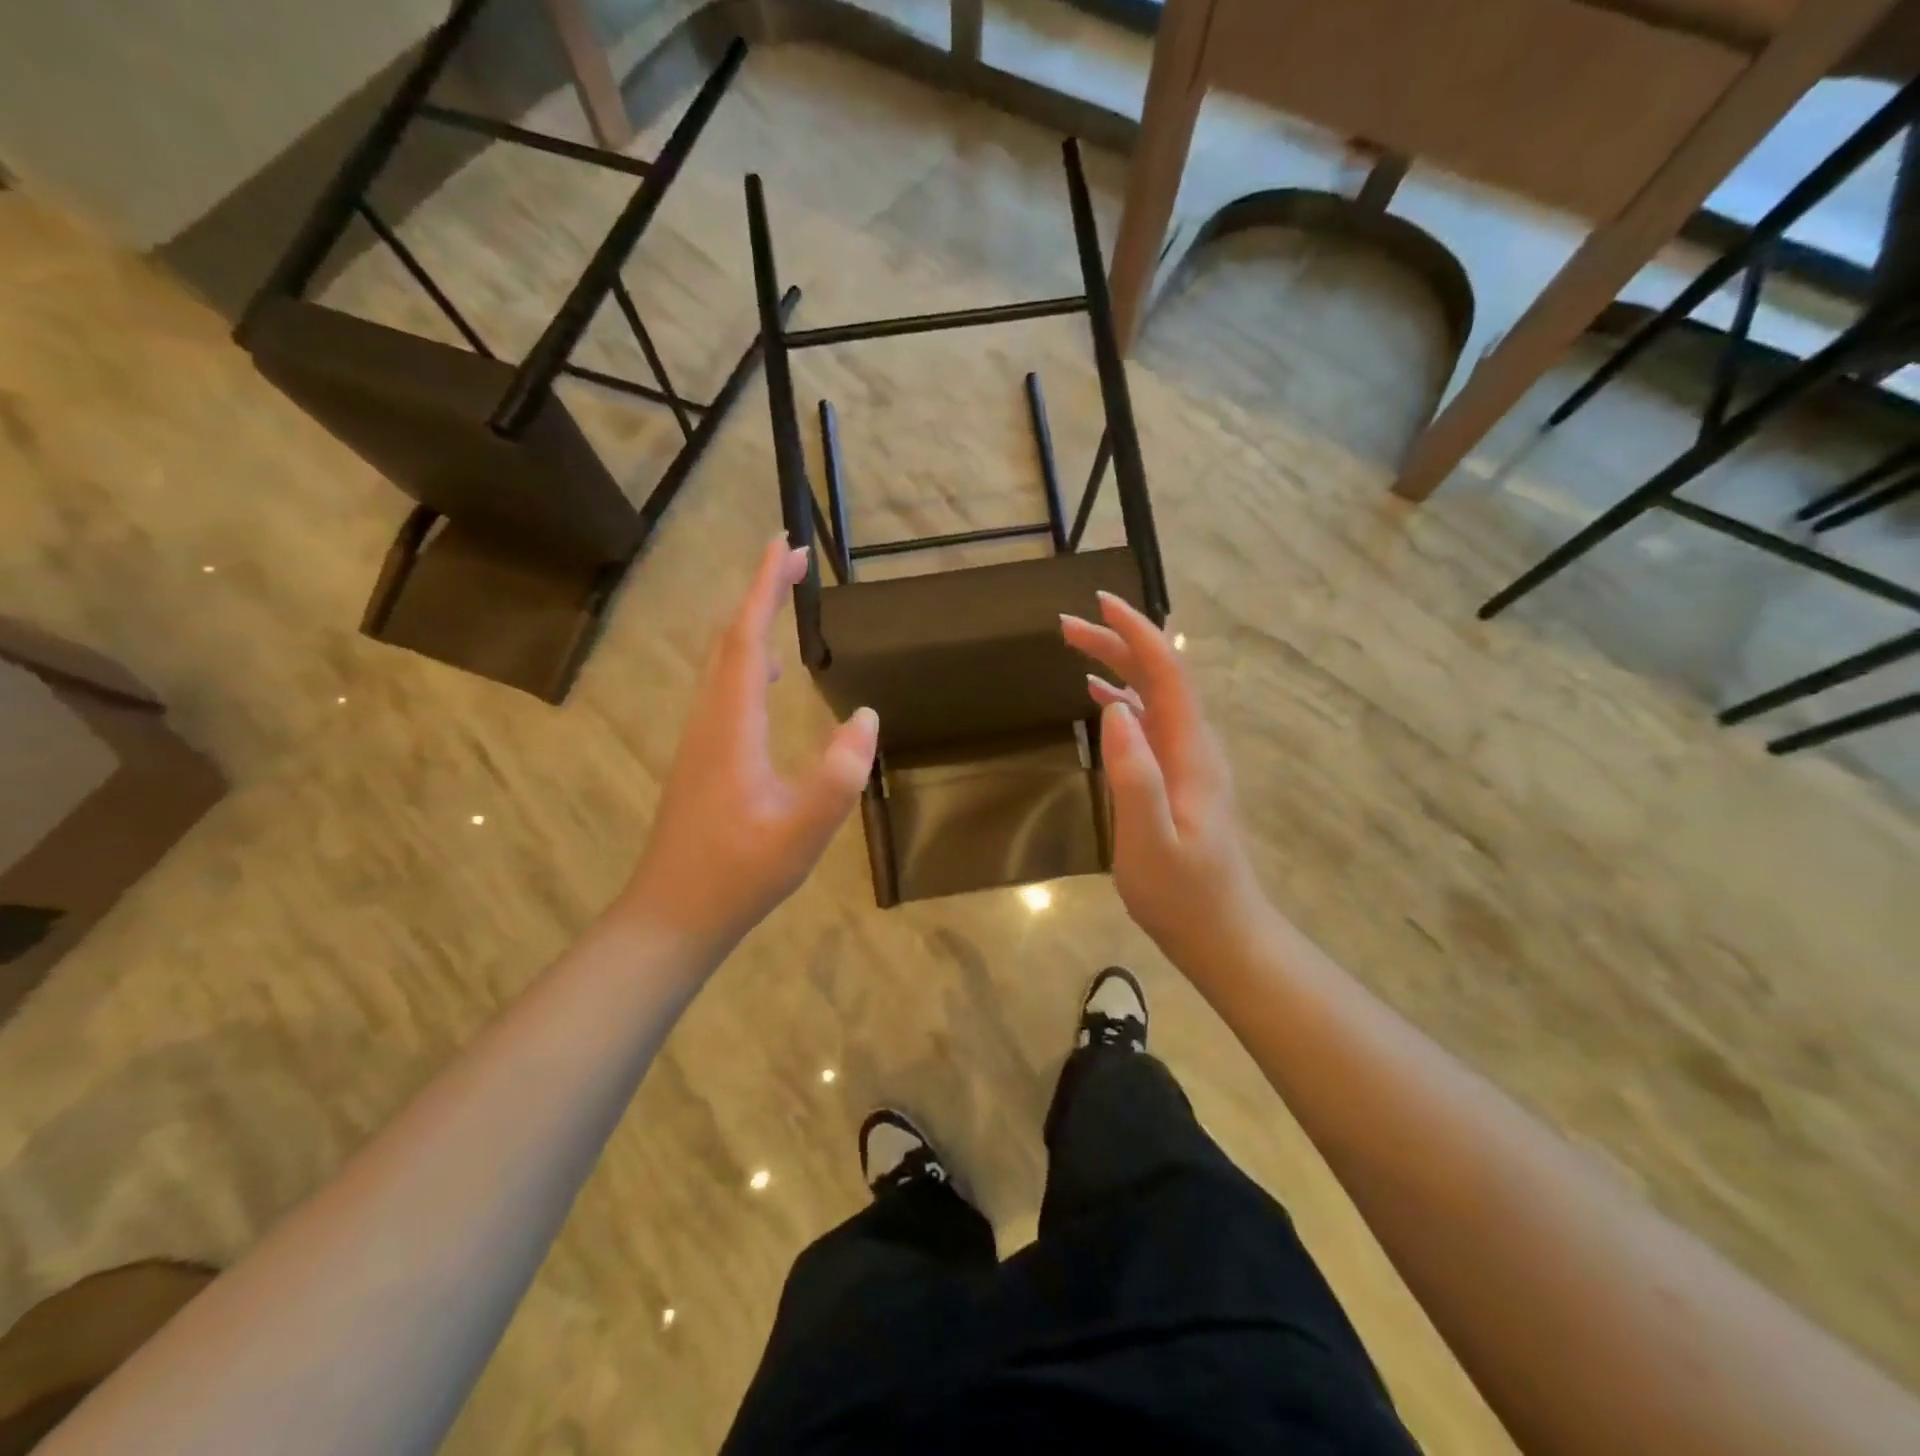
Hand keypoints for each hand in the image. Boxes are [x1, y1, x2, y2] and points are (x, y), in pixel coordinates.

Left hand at [620, 537, 878, 953]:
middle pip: (729, 640)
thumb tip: (864, 716)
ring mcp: (701, 739)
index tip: (786, 546)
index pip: (748, 640)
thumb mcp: (800, 834)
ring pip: (722, 663)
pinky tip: (770, 678)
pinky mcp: (702, 757)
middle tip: (794, 561)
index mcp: (732, 727)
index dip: (765, 590)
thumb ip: (837, 777)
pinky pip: (724, 689)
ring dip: (751, 624)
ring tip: (783, 602)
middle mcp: (709, 720)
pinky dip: (747, 661)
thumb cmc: (737, 876)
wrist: (672, 914)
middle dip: (759, 594)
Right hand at [1062, 593, 1264, 971]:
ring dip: (1118, 665)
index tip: (1101, 604)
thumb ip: (1134, 775)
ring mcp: (1189, 761)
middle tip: (1067, 625)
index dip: (1136, 633)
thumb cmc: (1183, 894)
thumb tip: (1112, 706)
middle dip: (1118, 642)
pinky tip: (1100, 698)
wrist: (1223, 934)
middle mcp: (1194, 746)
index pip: (1167, 673)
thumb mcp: (1149, 841)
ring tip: (1075, 647)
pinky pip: (1151, 722)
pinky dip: (1124, 698)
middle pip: (1160, 676)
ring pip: (1154, 695)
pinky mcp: (1179, 778)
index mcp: (1190, 752)